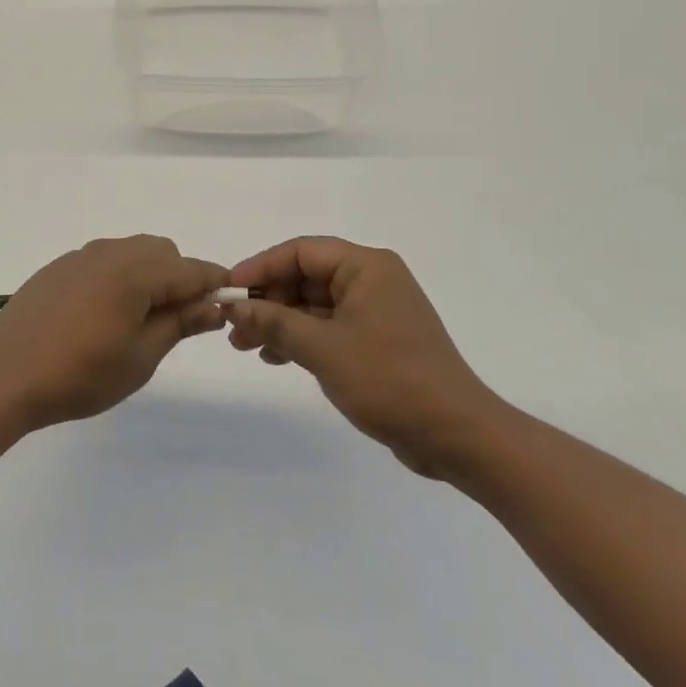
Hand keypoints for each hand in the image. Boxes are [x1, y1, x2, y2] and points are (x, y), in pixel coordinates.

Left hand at [0, 236, 227, 431]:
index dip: (215, 284)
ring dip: (148, 275)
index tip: (228, 304)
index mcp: (136, 271)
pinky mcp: (58, 268)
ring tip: (139, 321)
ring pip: (131, 252)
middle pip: (162, 252)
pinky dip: (118, 277)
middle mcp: (110, 252)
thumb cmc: (80, 374)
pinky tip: (102, 315)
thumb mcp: (140, 357)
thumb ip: (179, 324)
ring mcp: (80, 256)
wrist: (4, 375)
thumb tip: (213, 306)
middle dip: (179, 278)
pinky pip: (102, 261)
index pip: (191, 269)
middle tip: (177, 321)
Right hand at [224, 237, 508, 479]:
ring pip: (315, 304)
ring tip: (245, 345)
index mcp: (366, 266)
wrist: (457, 435)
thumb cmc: (389, 379)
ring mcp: (377, 310)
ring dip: (279, 321)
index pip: (300, 251)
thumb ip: (275, 322)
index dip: (260, 268)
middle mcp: (373, 279)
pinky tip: (275, 357)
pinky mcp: (379, 339)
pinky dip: (301, 338)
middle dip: (267, 299)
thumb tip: (235, 306)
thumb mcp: (323, 348)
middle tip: (233, 326)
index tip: (228, 291)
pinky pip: (330, 326)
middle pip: (306, 276)